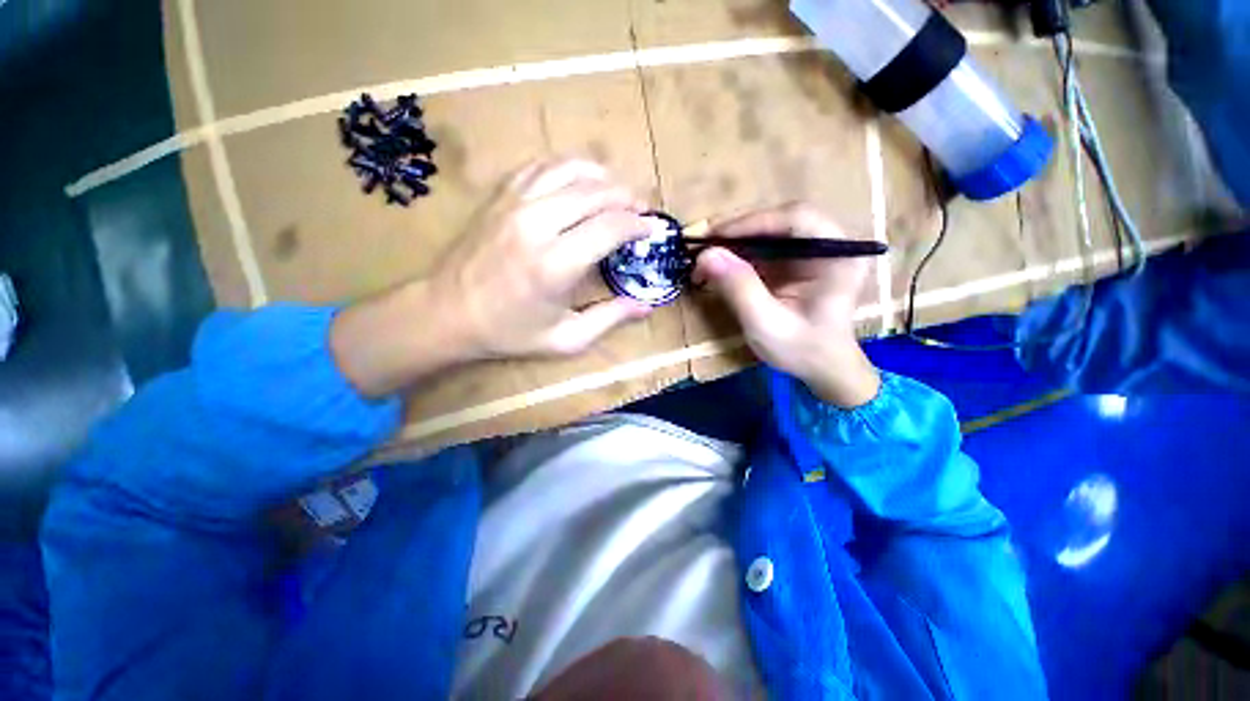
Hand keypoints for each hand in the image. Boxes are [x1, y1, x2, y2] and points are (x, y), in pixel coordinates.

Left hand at [331, 159, 653, 396]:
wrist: (447, 313)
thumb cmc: (509, 332)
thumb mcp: (565, 339)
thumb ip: (609, 319)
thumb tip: (646, 306)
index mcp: (555, 265)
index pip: (610, 227)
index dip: (638, 225)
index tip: (651, 230)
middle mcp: (537, 225)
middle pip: (595, 192)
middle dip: (627, 197)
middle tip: (641, 210)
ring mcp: (514, 204)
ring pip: (570, 170)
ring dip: (602, 177)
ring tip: (617, 193)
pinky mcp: (500, 197)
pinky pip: (541, 167)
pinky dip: (569, 169)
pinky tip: (580, 183)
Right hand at [693, 204, 879, 407]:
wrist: (822, 369)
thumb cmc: (802, 351)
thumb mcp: (766, 324)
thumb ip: (739, 288)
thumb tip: (706, 255)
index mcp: (839, 256)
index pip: (797, 219)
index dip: (753, 221)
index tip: (715, 236)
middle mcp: (832, 245)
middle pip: (782, 221)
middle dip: (740, 231)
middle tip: (704, 245)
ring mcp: (815, 252)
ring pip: (771, 231)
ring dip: (736, 242)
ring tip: (706, 257)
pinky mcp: (798, 262)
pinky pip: (767, 248)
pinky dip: (740, 254)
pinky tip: (721, 266)